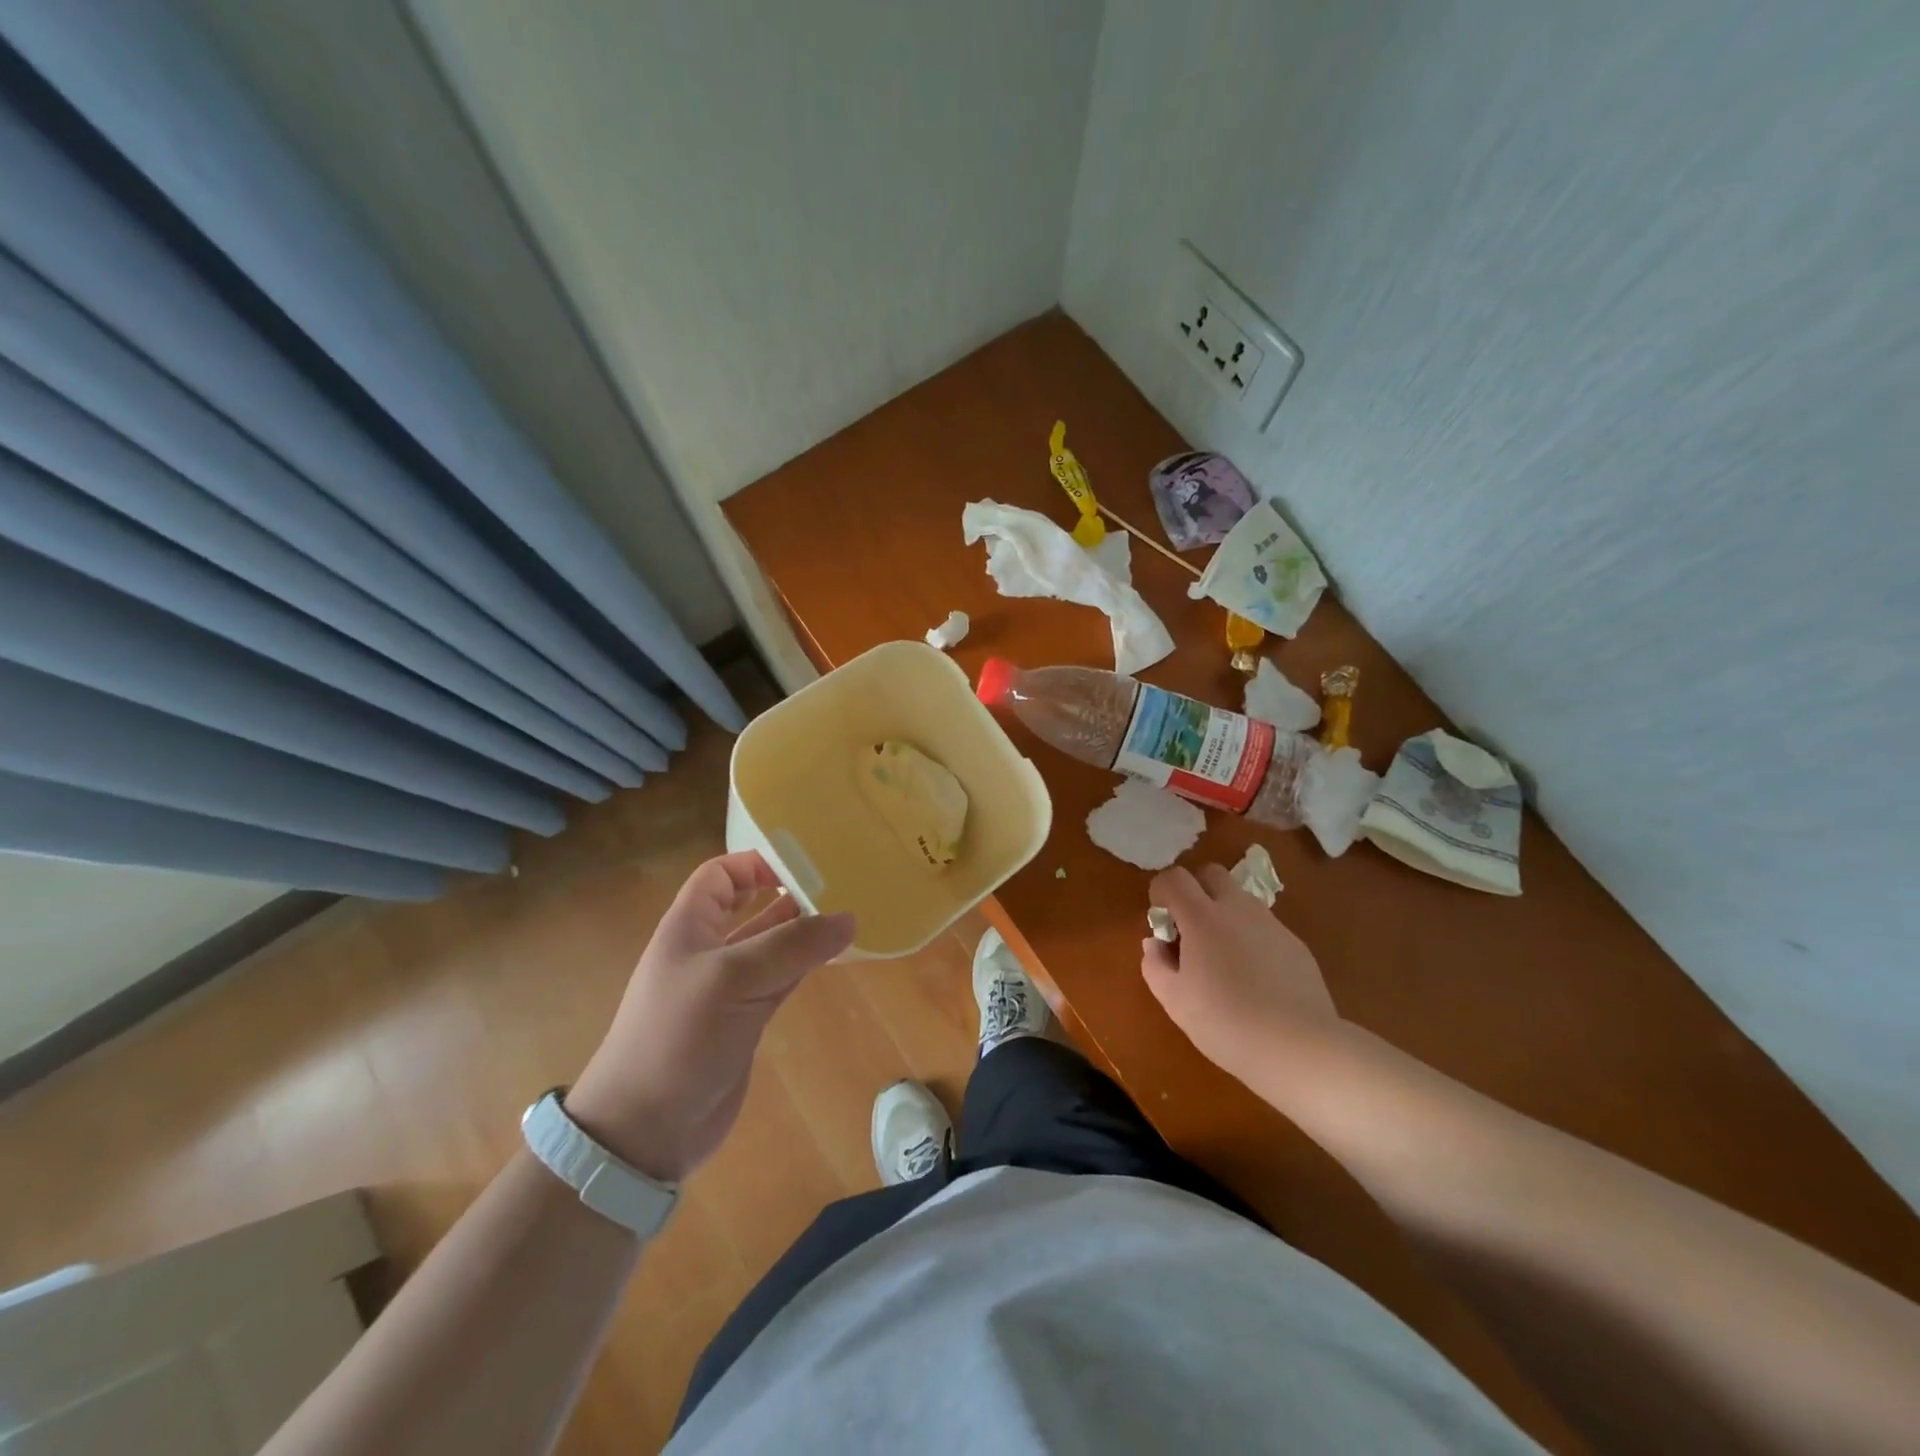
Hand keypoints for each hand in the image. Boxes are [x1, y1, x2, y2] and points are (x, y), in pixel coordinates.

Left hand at [566, 852, 854, 1181]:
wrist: (645, 1129)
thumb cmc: (677, 1037)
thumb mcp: (733, 979)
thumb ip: (792, 946)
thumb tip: (848, 919)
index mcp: (689, 927)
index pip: (720, 875)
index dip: (755, 863)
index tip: (802, 864)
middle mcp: (708, 950)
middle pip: (751, 906)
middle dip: (788, 894)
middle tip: (838, 886)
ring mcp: (729, 988)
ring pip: (772, 945)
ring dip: (803, 931)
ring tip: (847, 917)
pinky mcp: (746, 1020)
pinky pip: (782, 979)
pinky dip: (806, 966)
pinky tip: (835, 956)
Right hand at [1140, 864, 1341, 1085]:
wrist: (1300, 1047)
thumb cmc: (1226, 1023)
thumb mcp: (1174, 1001)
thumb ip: (1155, 964)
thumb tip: (1155, 943)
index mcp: (1202, 918)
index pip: (1175, 878)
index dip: (1161, 891)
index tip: (1162, 922)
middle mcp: (1238, 909)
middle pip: (1212, 873)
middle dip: (1195, 890)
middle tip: (1190, 929)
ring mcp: (1272, 924)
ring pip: (1241, 899)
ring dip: (1224, 914)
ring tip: (1223, 958)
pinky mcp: (1296, 945)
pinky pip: (1264, 927)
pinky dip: (1251, 938)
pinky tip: (1255, 979)